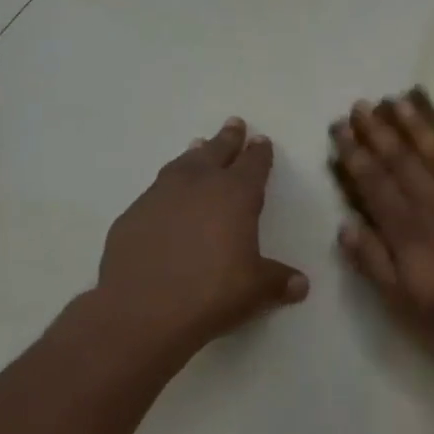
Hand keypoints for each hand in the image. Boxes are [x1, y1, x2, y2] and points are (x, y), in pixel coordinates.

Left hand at [96, 118, 308, 355]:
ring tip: (199, 147)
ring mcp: (160, 197)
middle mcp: (198, 185)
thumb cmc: (212, 293)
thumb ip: (279, 281)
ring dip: (194, 155)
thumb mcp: (256, 290)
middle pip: (216, 153)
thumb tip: (301, 285)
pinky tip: (167, 197)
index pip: (253, 166)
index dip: (259, 153)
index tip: (262, 141)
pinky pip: (155, 191)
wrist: (144, 309)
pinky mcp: (132, 215)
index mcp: (235, 196)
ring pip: (182, 165)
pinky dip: (167, 187)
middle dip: (228, 139)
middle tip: (234, 124)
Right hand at [330, 91, 433, 370]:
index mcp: (409, 231)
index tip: (341, 129)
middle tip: (362, 106)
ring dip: (418, 127)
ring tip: (401, 102)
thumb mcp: (404, 305)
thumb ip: (374, 263)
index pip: (375, 183)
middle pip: (402, 160)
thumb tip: (347, 226)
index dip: (355, 155)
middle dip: (378, 132)